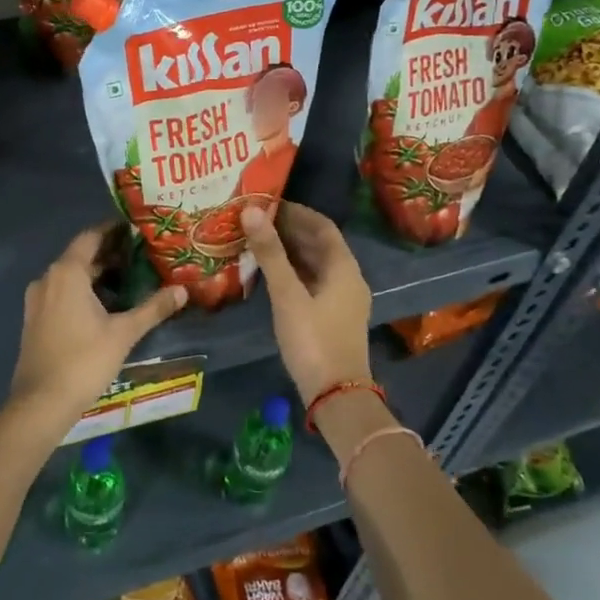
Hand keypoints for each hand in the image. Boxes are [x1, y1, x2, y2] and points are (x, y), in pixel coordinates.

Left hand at [9, 226, 187, 430]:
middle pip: (82, 256)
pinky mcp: (36, 319)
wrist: (41, 402)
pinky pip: (62, 293)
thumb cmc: (84, 360)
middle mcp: (48, 278)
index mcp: (67, 272)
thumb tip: (182, 290)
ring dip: (98, 275)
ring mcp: (38, 300)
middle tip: (143, 256)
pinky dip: (84, 291)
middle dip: (111, 254)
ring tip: (131, 280)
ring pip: (71, 276)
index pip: (92, 236)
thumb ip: (153, 308)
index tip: (139, 230)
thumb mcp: (124, 332)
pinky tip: (107, 305)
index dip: (115, 231)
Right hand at [240, 202, 371, 402]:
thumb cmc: (314, 340)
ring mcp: (341, 300)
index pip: (323, 226)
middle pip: (319, 245)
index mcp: (344, 268)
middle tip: (255, 221)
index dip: (297, 212)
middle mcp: (348, 279)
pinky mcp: (332, 317)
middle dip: (289, 230)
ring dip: (290, 252)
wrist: (336, 395)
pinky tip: (268, 275)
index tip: (268, 203)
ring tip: (257, 242)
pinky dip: (292, 272)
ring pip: (315, 265)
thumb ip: (270, 253)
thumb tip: (251, 211)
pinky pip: (312, 283)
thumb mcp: (288, 295)